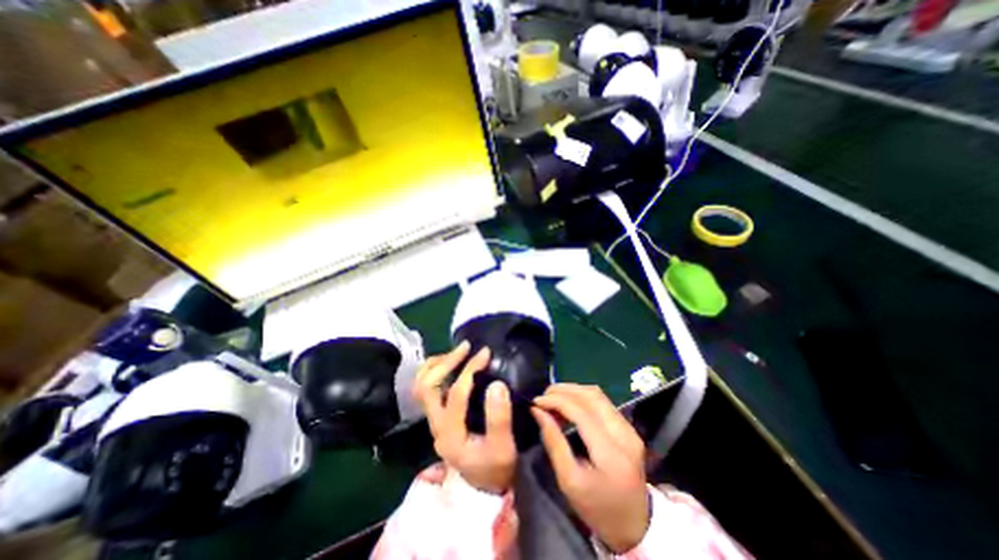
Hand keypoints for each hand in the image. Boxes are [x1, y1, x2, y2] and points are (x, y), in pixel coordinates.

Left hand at [412, 341, 514, 493]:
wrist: (483, 486)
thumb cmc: (495, 467)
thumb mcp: (504, 447)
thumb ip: (499, 418)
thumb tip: (496, 384)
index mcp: (450, 433)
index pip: (455, 393)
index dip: (469, 370)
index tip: (485, 353)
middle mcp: (435, 425)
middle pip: (426, 386)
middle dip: (446, 362)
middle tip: (466, 347)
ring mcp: (433, 420)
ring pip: (421, 385)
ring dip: (437, 364)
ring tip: (458, 351)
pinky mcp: (438, 416)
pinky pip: (427, 387)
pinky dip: (436, 371)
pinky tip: (452, 364)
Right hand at [534, 382, 653, 552]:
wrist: (634, 526)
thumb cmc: (597, 508)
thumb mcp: (569, 481)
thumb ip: (554, 442)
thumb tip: (538, 411)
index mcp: (611, 453)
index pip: (581, 412)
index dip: (556, 401)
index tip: (536, 401)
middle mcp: (625, 434)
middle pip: (592, 396)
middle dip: (565, 390)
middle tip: (544, 395)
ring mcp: (630, 429)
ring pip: (598, 395)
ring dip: (573, 391)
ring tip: (553, 397)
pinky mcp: (629, 428)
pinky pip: (603, 402)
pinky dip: (582, 398)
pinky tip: (569, 403)